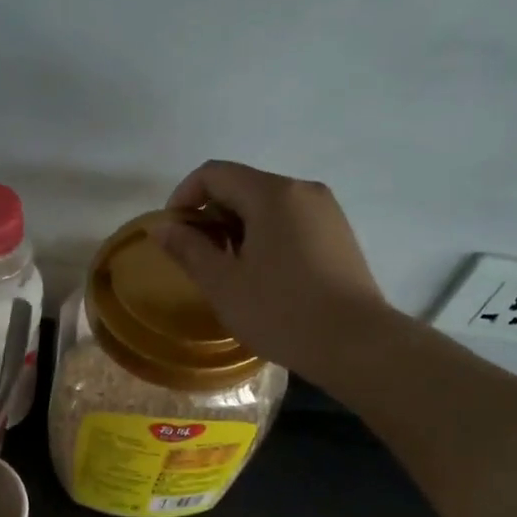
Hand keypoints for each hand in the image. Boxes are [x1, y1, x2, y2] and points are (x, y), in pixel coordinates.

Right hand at [150, 161, 387, 378]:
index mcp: (272, 194)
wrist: (354, 343)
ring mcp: (326, 211)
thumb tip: (162, 228)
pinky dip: (265, 237)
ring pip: (268, 206)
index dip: (184, 197)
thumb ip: (189, 249)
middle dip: (211, 216)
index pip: (214, 174)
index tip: (172, 234)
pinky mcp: (339, 234)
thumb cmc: (281, 312)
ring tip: (229, 271)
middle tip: (197, 259)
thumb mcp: (223, 284)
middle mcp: (302, 190)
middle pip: (242, 186)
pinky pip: (291, 222)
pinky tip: (262, 276)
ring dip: (238, 229)